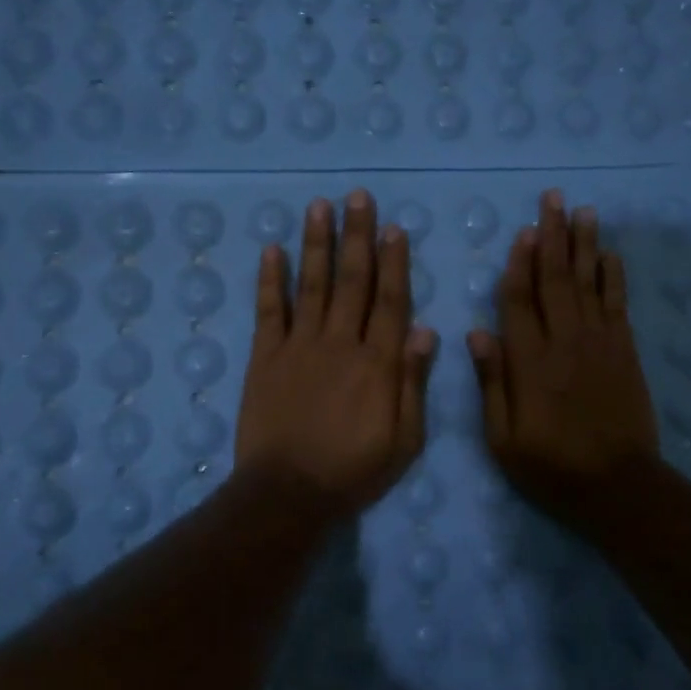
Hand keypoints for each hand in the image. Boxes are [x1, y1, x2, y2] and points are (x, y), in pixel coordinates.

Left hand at [235, 190, 436, 515]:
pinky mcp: (265, 357)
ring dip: (317, 243)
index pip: (390, 300)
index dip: (394, 262)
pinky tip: (272, 249)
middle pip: (352, 280)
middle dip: (357, 236)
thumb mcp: (404, 439)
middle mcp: (340, 342)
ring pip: (312, 284)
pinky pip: (269, 310)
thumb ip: (413, 383)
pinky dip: (271, 279)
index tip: (394, 228)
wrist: (288, 492)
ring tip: (319, 206)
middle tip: (357, 197)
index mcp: (378, 362)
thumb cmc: (354, 470)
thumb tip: (425, 330)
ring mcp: (299, 346)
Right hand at [469, 190, 659, 522]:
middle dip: (553, 236)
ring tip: (583, 211)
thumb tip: (477, 333)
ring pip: (589, 282)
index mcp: (529, 362)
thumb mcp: (503, 438)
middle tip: (553, 199)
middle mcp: (564, 341)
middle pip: (556, 279)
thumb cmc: (551, 466)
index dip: (519, 264)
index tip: (522, 232)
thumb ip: (492, 383)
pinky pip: (618, 303)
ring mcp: (599, 343)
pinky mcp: (625, 351)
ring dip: (585, 244)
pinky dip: (613, 276)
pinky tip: (609, 253)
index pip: (519, 301)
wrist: (618, 485)